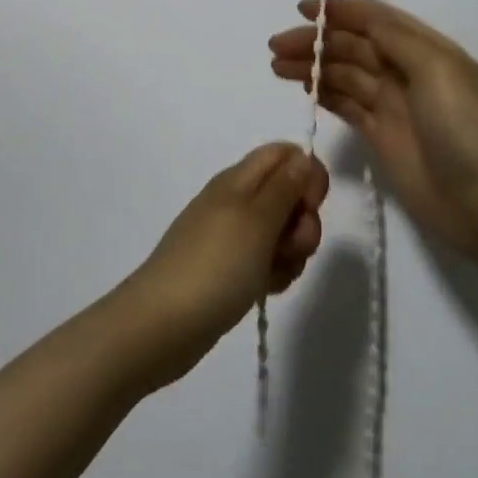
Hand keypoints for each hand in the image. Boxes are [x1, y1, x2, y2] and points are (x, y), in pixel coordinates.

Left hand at [117, 144, 329, 390]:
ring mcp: (233, 236)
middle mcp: (236, 201)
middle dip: (303, 221)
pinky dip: (275, 273)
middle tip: (291, 247)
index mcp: (238, 179)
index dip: (307, 173)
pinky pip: (268, 261)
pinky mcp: (232, 268)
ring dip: (292, 252)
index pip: (283, 154)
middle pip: (288, 195)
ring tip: (274, 274)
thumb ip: (284, 186)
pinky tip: (265, 289)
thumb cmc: (215, 264)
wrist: (165, 322)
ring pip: (282, 232)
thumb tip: (303, 156)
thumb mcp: (256, 220)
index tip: (312, 205)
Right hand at [269, 0, 477, 263]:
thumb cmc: (467, 130)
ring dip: (313, 66)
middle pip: (353, 47)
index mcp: (426, 50)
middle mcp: (408, 73)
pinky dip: (324, 94)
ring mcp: (394, 107)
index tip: (302, 9)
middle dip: (316, 41)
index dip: (340, 11)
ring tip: (276, 66)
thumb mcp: (438, 70)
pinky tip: (304, 88)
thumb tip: (360, 18)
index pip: (376, 20)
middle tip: (275, 46)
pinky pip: (347, 106)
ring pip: (345, 75)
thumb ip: (396, 39)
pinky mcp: (382, 138)